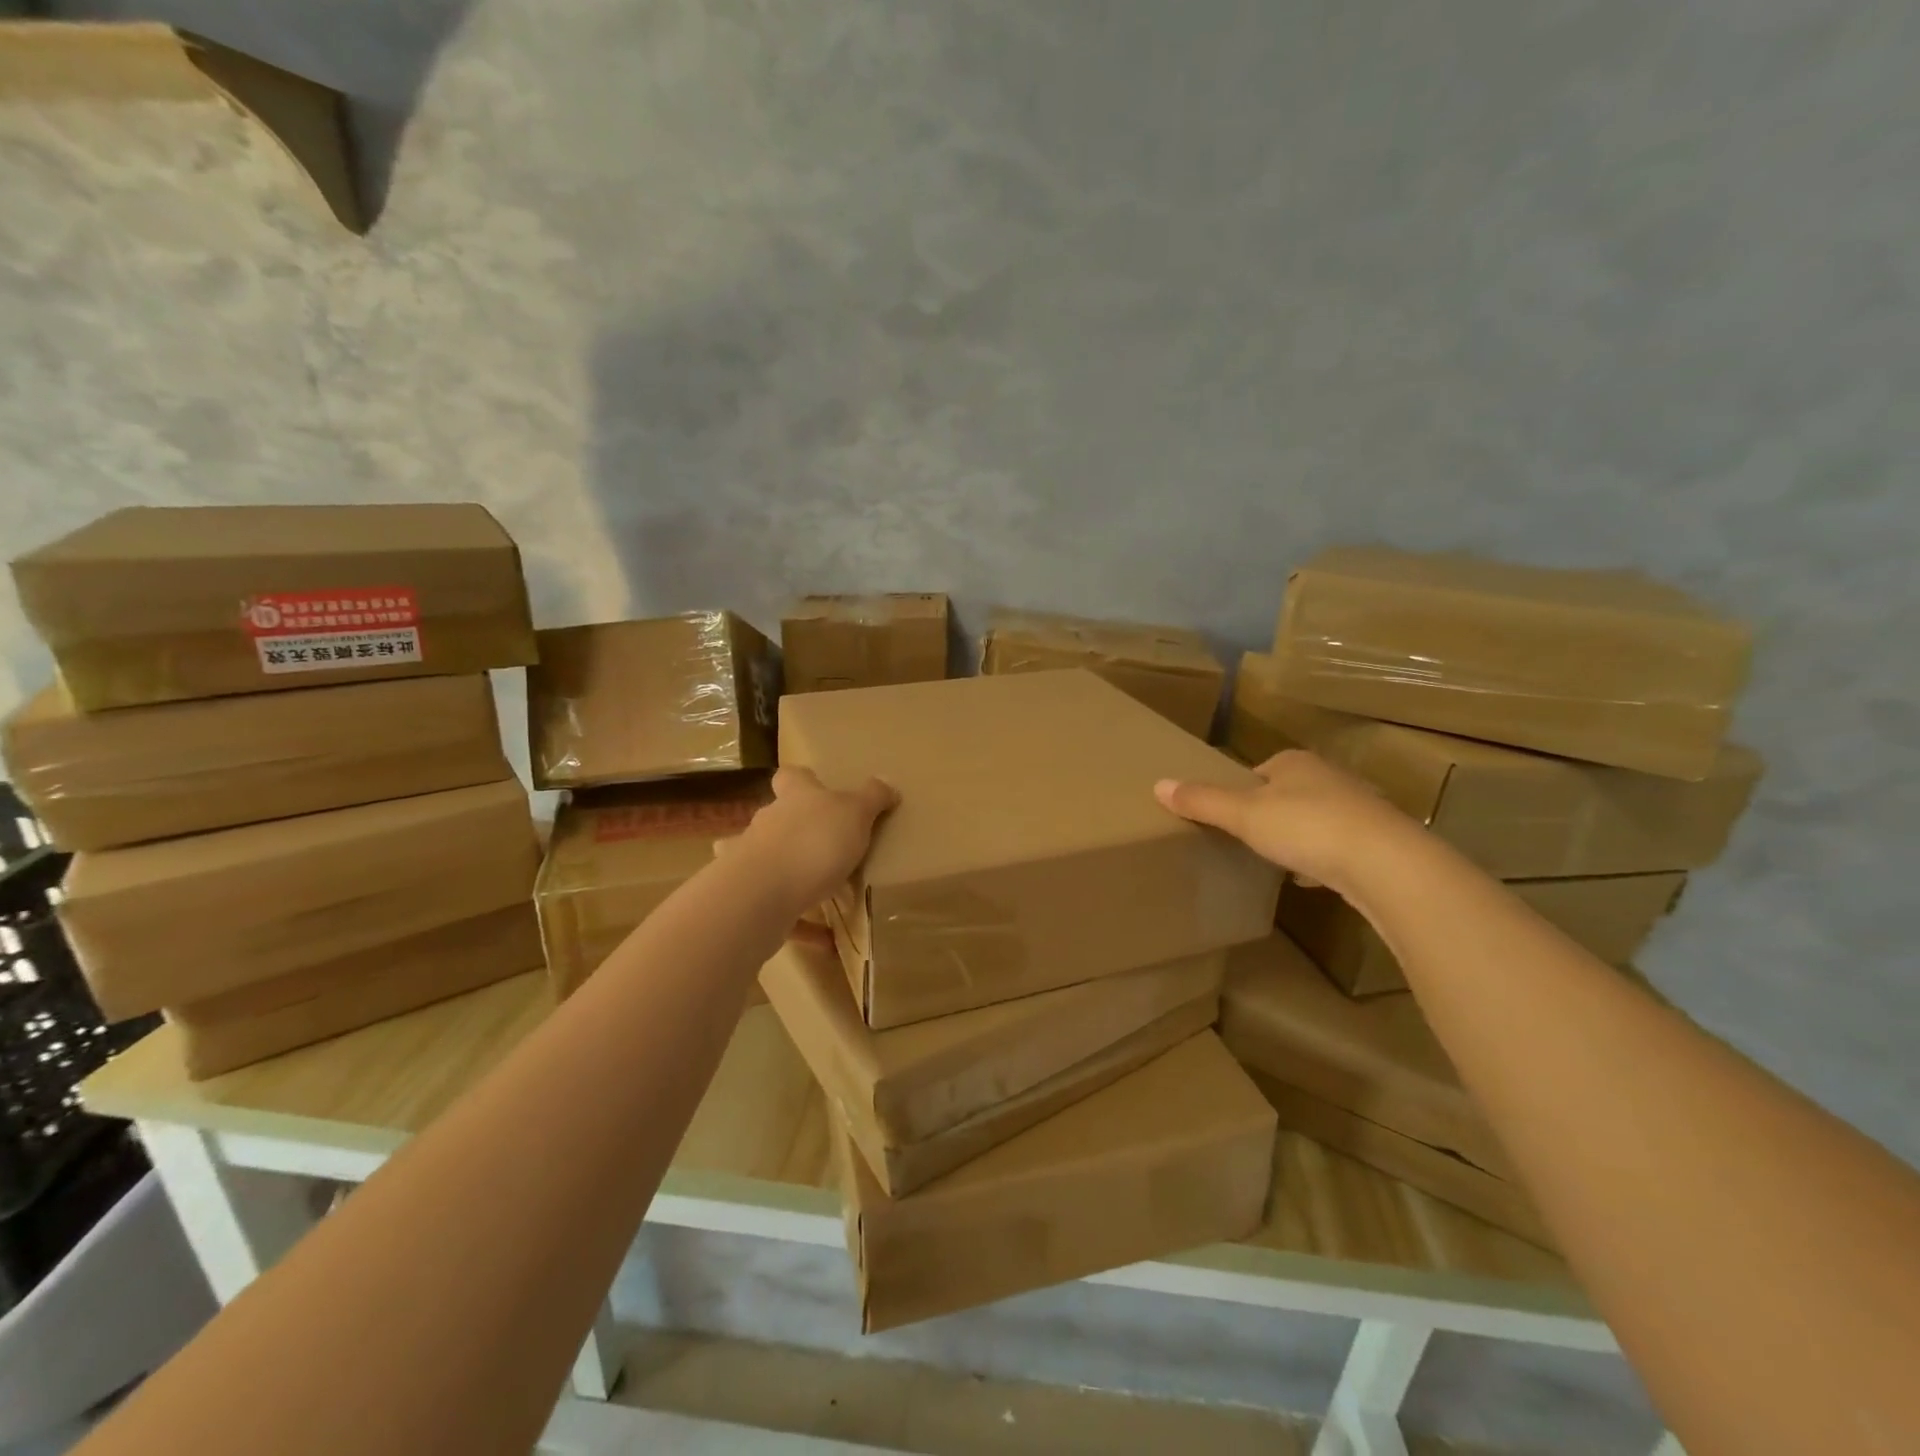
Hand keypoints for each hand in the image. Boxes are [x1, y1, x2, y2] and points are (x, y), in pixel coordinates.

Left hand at [735, 766, 898, 909]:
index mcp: (795, 797)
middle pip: (780, 819)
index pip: (791, 777)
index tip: (818, 787)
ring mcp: (752, 863)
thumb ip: (872, 797)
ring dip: (793, 874)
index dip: (803, 779)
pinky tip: (827, 940)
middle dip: (798, 829)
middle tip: (829, 845)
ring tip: (823, 892)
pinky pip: (781, 910)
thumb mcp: (855, 813)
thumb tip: (887, 782)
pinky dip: (802, 924)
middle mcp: (769, 825)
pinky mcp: (751, 901)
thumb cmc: (814, 842)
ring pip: (771, 862)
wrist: (761, 895)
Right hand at [1154, 750, 1419, 895]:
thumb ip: (1202, 801)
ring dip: (1297, 839)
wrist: (1385, 863)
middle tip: (1247, 841)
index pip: (1258, 772)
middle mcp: (1329, 778)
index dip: (1240, 792)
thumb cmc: (1306, 827)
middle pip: (1288, 794)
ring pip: (1315, 821)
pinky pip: (1338, 847)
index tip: (1228, 817)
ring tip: (1277, 862)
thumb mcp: (1243, 814)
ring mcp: (1358, 810)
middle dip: (1270, 816)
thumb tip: (1158, 785)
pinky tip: (1311, 880)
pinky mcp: (1377, 842)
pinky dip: (1322, 861)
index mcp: (1295, 763)